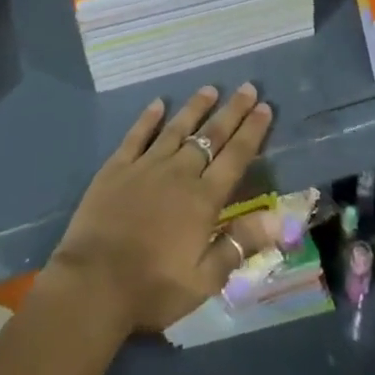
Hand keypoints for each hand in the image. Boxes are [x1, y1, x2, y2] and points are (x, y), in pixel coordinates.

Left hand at [46, 84, 281, 335]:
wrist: (94, 283)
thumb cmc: (154, 287)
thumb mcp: (205, 279)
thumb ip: (240, 244)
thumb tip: (279, 218)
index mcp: (203, 200)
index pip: (235, 157)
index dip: (252, 132)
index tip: (265, 108)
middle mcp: (179, 173)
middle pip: (210, 136)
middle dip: (231, 111)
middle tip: (247, 88)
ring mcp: (146, 166)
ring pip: (176, 128)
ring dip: (195, 108)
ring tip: (210, 89)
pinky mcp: (117, 167)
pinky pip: (137, 135)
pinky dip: (149, 118)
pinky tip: (158, 103)